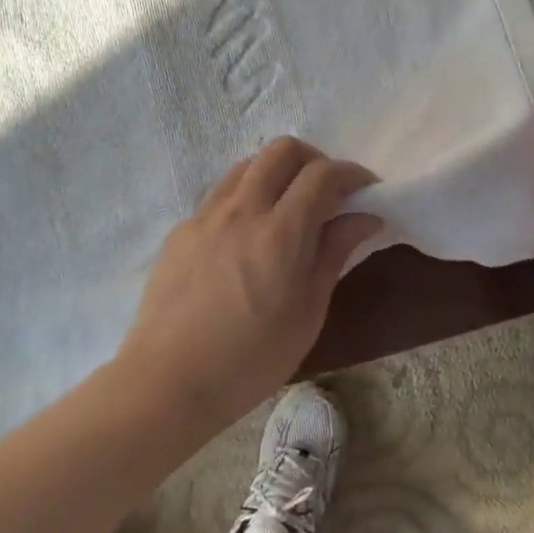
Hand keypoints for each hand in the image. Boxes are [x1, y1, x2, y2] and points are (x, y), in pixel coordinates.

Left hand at [118, 137, 382, 424]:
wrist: (167, 382)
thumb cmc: (250, 359)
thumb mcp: (308, 312)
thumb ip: (334, 254)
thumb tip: (365, 216)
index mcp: (280, 232)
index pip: (322, 174)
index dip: (351, 173)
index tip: (366, 189)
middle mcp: (242, 210)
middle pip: (282, 149)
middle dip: (314, 159)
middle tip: (327, 191)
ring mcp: (206, 216)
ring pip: (248, 164)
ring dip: (277, 172)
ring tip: (288, 207)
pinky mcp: (182, 230)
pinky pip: (221, 193)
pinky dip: (246, 196)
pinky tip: (248, 235)